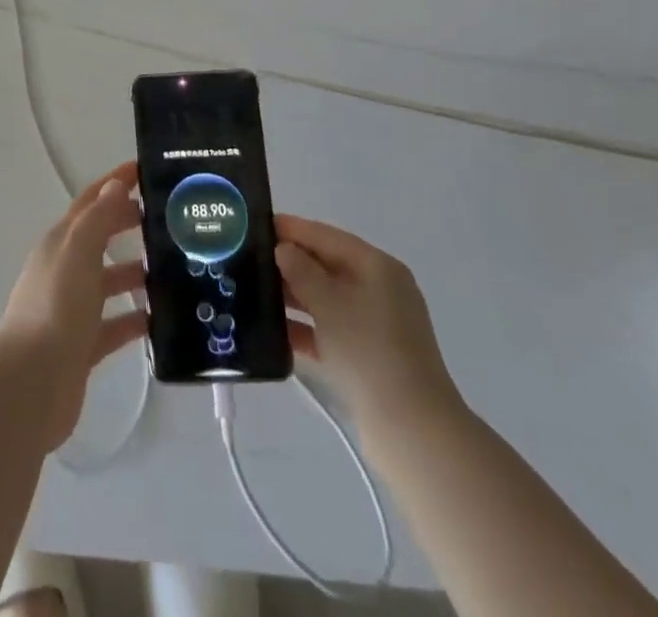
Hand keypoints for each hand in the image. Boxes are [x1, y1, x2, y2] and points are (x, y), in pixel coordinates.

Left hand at [0, 161, 147, 449]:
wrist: (30, 385)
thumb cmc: (55, 308)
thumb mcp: (78, 252)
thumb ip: (98, 218)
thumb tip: (116, 184)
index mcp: (61, 242)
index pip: (91, 201)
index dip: (116, 182)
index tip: (147, 170)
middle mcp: (66, 269)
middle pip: (101, 238)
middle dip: (130, 224)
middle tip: (173, 220)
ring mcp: (73, 309)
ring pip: (110, 281)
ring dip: (137, 272)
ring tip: (178, 270)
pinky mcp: (83, 346)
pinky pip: (115, 325)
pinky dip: (136, 319)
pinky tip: (164, 319)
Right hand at [274, 215, 461, 434]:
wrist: (410, 431)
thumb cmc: (369, 351)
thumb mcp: (329, 303)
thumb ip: (301, 270)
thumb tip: (282, 249)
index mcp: (377, 267)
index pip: (326, 236)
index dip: (291, 228)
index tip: (255, 225)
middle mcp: (378, 289)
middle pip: (325, 266)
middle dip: (288, 264)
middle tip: (247, 260)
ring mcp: (374, 325)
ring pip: (325, 299)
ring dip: (292, 297)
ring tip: (252, 294)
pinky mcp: (366, 356)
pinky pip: (329, 330)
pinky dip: (304, 329)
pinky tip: (272, 333)